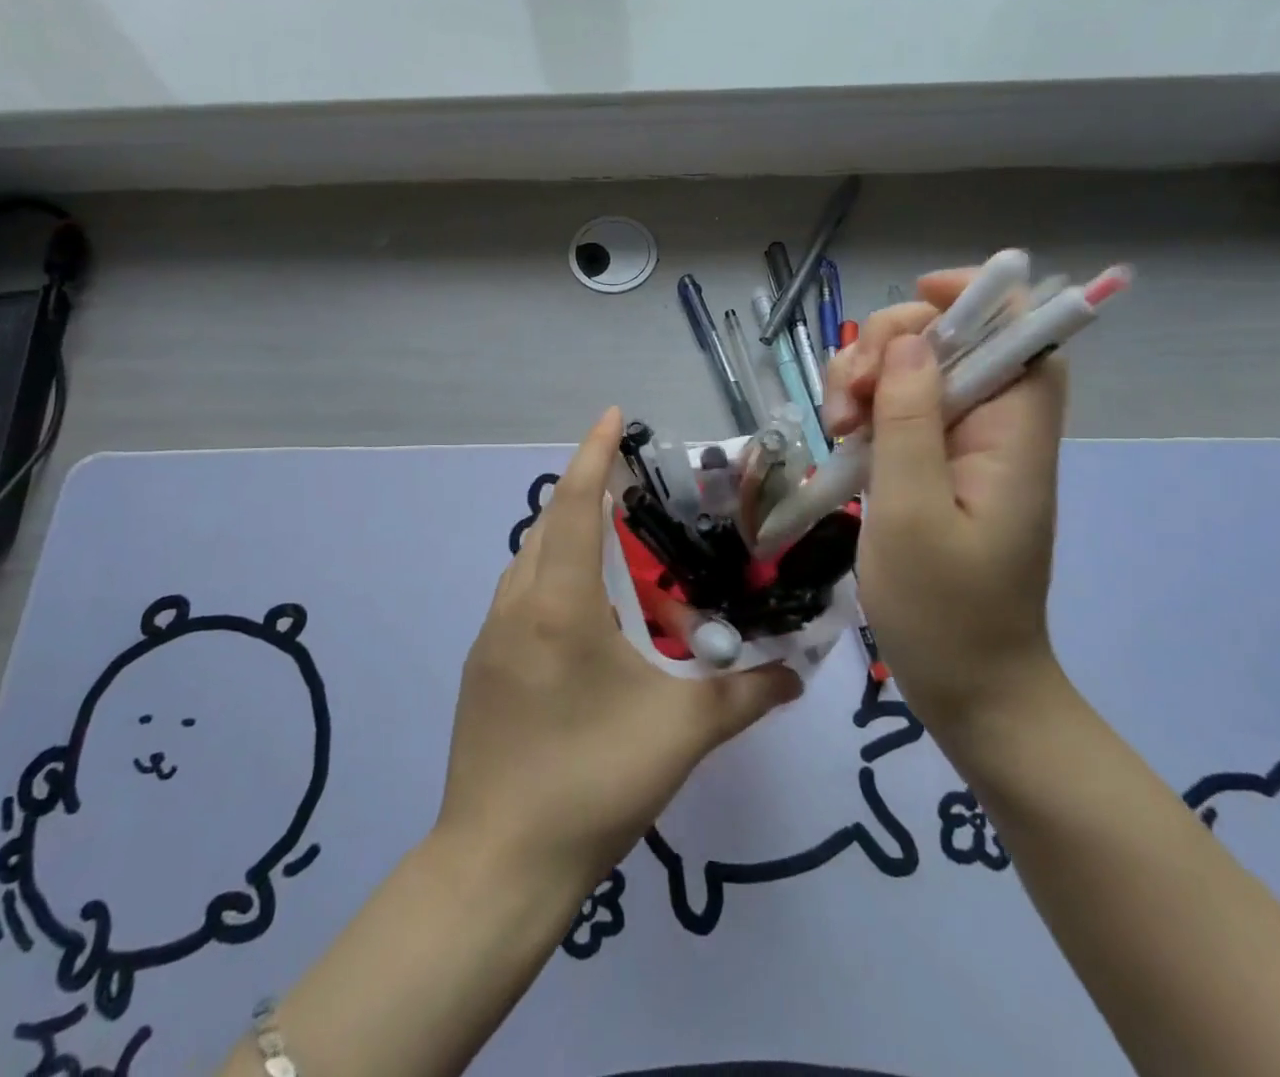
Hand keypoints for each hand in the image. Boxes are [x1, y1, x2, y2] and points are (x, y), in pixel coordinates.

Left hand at [437, 409, 801, 888]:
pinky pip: (521, 597)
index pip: (575, 504)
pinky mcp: (482, 668)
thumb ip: (745, 695)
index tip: (612, 415)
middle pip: (550, 524)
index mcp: (558, 603)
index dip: (594, 454)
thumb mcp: (680, 734)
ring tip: (620, 552)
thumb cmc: (591, 781)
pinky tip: (590, 619)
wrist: (498, 865)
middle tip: (637, 493)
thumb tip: (796, 674)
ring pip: (530, 561)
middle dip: (588, 494)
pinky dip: (554, 581)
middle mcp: (516, 605)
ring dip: (570, 541)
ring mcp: (491, 637)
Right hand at [825, 270, 1067, 730]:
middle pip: (951, 343)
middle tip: (851, 399)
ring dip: (867, 381)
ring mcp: (961, 450)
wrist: (970, 689)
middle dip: (891, 347)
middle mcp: (994, 430)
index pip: (1022, 331)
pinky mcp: (934, 470)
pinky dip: (865, 412)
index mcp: (1012, 435)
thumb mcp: (912, 512)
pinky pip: (899, 414)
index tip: (914, 298)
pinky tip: (840, 440)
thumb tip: (912, 339)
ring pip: (915, 374)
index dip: (978, 296)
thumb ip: (911, 421)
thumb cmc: (945, 612)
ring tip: (837, 428)